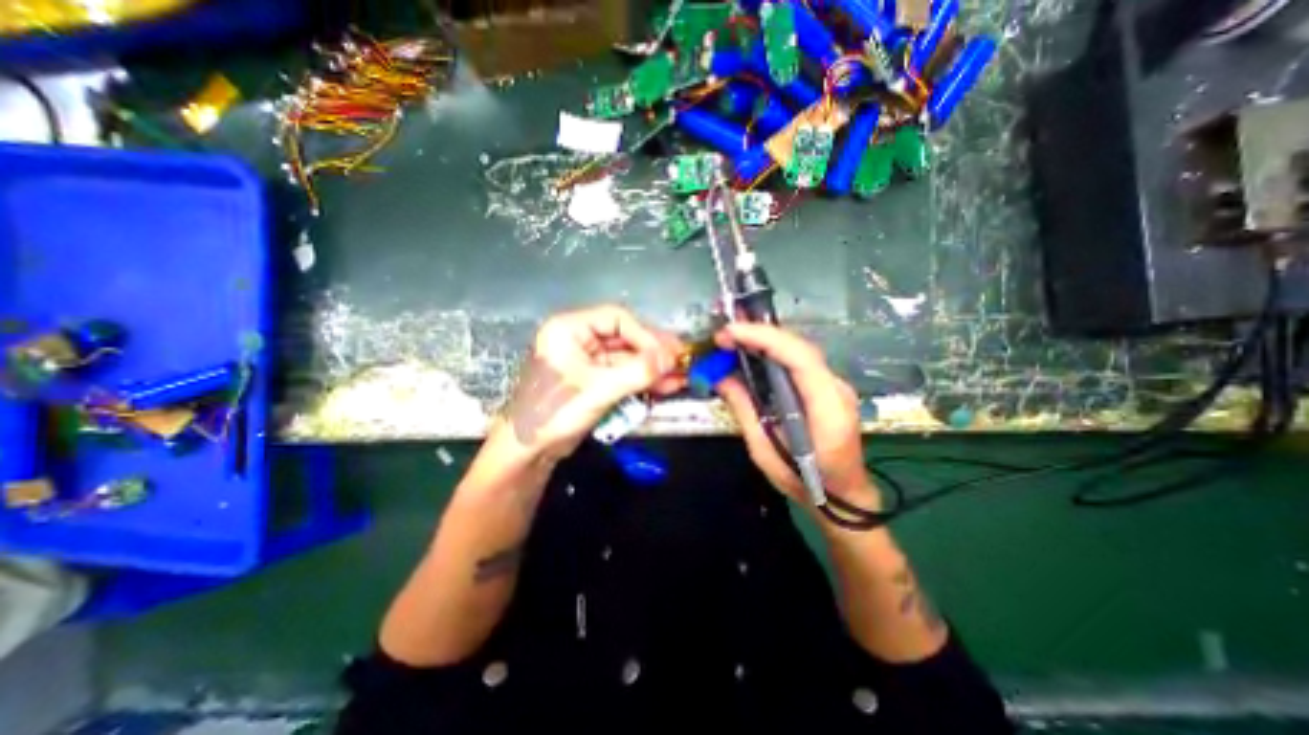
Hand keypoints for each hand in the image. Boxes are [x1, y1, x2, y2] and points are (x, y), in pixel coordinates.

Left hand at [500, 306, 684, 461]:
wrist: (528, 451)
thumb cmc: (554, 411)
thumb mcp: (598, 389)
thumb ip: (637, 372)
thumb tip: (672, 358)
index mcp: (570, 328)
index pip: (617, 319)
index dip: (645, 335)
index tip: (668, 354)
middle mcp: (579, 339)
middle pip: (625, 338)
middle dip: (653, 352)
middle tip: (681, 361)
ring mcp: (587, 361)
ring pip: (627, 358)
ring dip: (652, 368)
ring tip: (680, 377)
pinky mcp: (594, 381)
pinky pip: (623, 375)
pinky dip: (642, 381)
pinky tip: (664, 386)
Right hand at [713, 326, 871, 506]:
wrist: (844, 496)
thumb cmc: (805, 483)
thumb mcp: (765, 453)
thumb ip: (745, 411)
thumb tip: (721, 378)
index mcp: (827, 410)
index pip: (801, 359)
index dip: (765, 338)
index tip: (730, 333)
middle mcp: (837, 389)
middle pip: (800, 348)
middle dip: (759, 335)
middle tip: (723, 336)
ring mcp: (835, 386)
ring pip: (799, 351)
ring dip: (765, 341)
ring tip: (732, 341)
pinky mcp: (827, 387)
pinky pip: (799, 362)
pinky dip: (773, 353)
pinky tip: (752, 354)